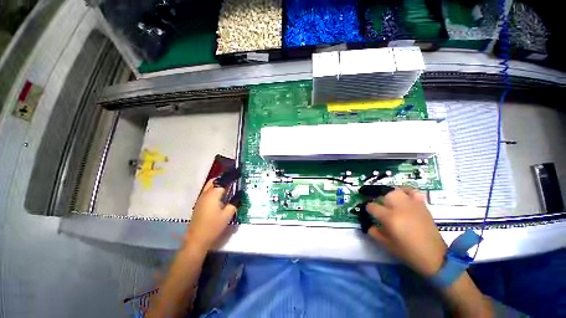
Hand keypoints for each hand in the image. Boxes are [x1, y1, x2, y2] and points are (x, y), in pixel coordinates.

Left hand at [184, 179, 239, 251]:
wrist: (196, 239)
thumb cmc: (213, 226)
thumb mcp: (227, 215)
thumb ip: (235, 202)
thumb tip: (240, 193)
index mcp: (213, 194)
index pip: (223, 180)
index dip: (231, 176)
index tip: (238, 173)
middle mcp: (205, 193)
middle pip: (215, 180)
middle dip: (224, 178)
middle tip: (233, 180)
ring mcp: (201, 199)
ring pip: (210, 185)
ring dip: (219, 183)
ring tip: (229, 186)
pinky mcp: (199, 204)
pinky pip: (207, 191)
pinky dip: (215, 189)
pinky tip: (221, 196)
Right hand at [366, 188, 446, 276]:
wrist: (434, 256)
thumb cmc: (408, 252)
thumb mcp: (386, 245)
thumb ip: (374, 232)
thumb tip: (370, 224)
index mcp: (389, 217)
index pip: (372, 206)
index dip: (369, 210)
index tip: (370, 214)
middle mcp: (399, 208)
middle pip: (384, 196)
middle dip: (380, 202)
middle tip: (382, 210)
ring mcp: (412, 205)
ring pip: (396, 192)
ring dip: (391, 197)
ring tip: (392, 203)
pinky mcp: (422, 205)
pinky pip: (413, 192)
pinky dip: (407, 192)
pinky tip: (405, 197)